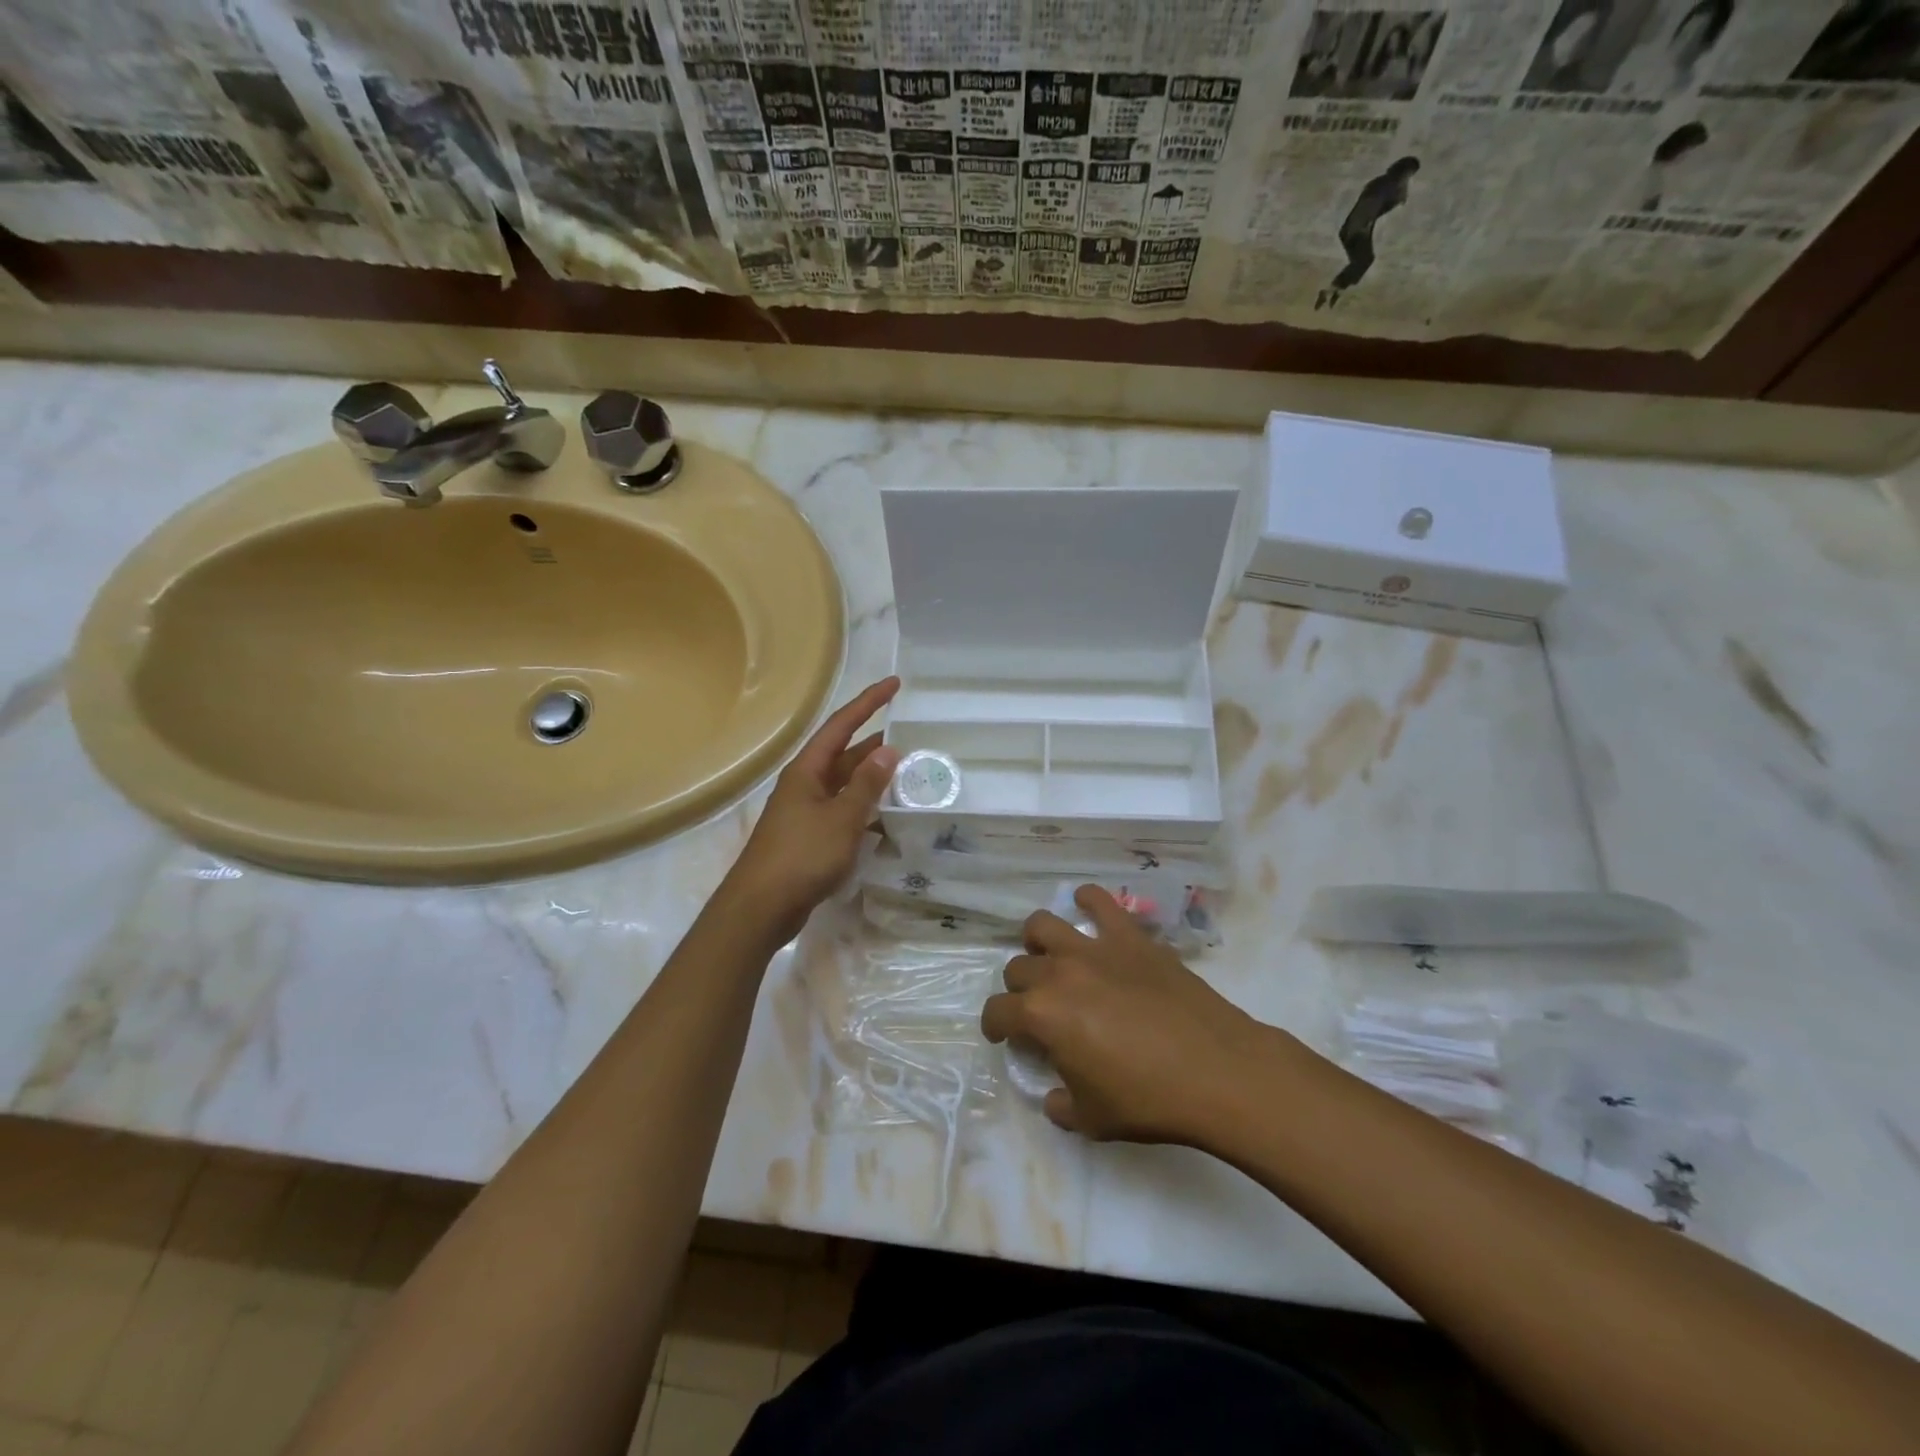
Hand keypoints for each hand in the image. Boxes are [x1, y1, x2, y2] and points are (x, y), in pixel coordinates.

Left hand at [724, 677, 900, 941]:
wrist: (761, 908)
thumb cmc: (801, 856)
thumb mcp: (841, 817)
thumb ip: (866, 784)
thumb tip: (888, 750)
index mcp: (807, 770)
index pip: (841, 725)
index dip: (868, 702)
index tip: (895, 684)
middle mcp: (805, 784)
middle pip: (845, 755)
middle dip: (877, 745)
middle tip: (913, 738)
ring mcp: (807, 812)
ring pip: (846, 785)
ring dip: (874, 780)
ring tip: (909, 776)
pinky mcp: (810, 838)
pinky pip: (844, 812)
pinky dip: (866, 810)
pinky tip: (888, 818)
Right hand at [981, 885, 1280, 1145]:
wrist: (1216, 1071)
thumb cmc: (1149, 1100)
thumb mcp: (1092, 1119)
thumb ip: (1060, 1103)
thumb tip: (1053, 1093)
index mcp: (1040, 1015)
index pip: (997, 1012)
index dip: (995, 1026)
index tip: (1005, 1036)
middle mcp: (1057, 972)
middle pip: (1018, 968)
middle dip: (1019, 990)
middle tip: (1038, 1008)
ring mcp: (1094, 948)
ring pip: (1042, 925)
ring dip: (1037, 942)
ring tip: (1050, 956)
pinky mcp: (1129, 936)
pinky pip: (1100, 902)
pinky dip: (1087, 900)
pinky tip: (1086, 907)